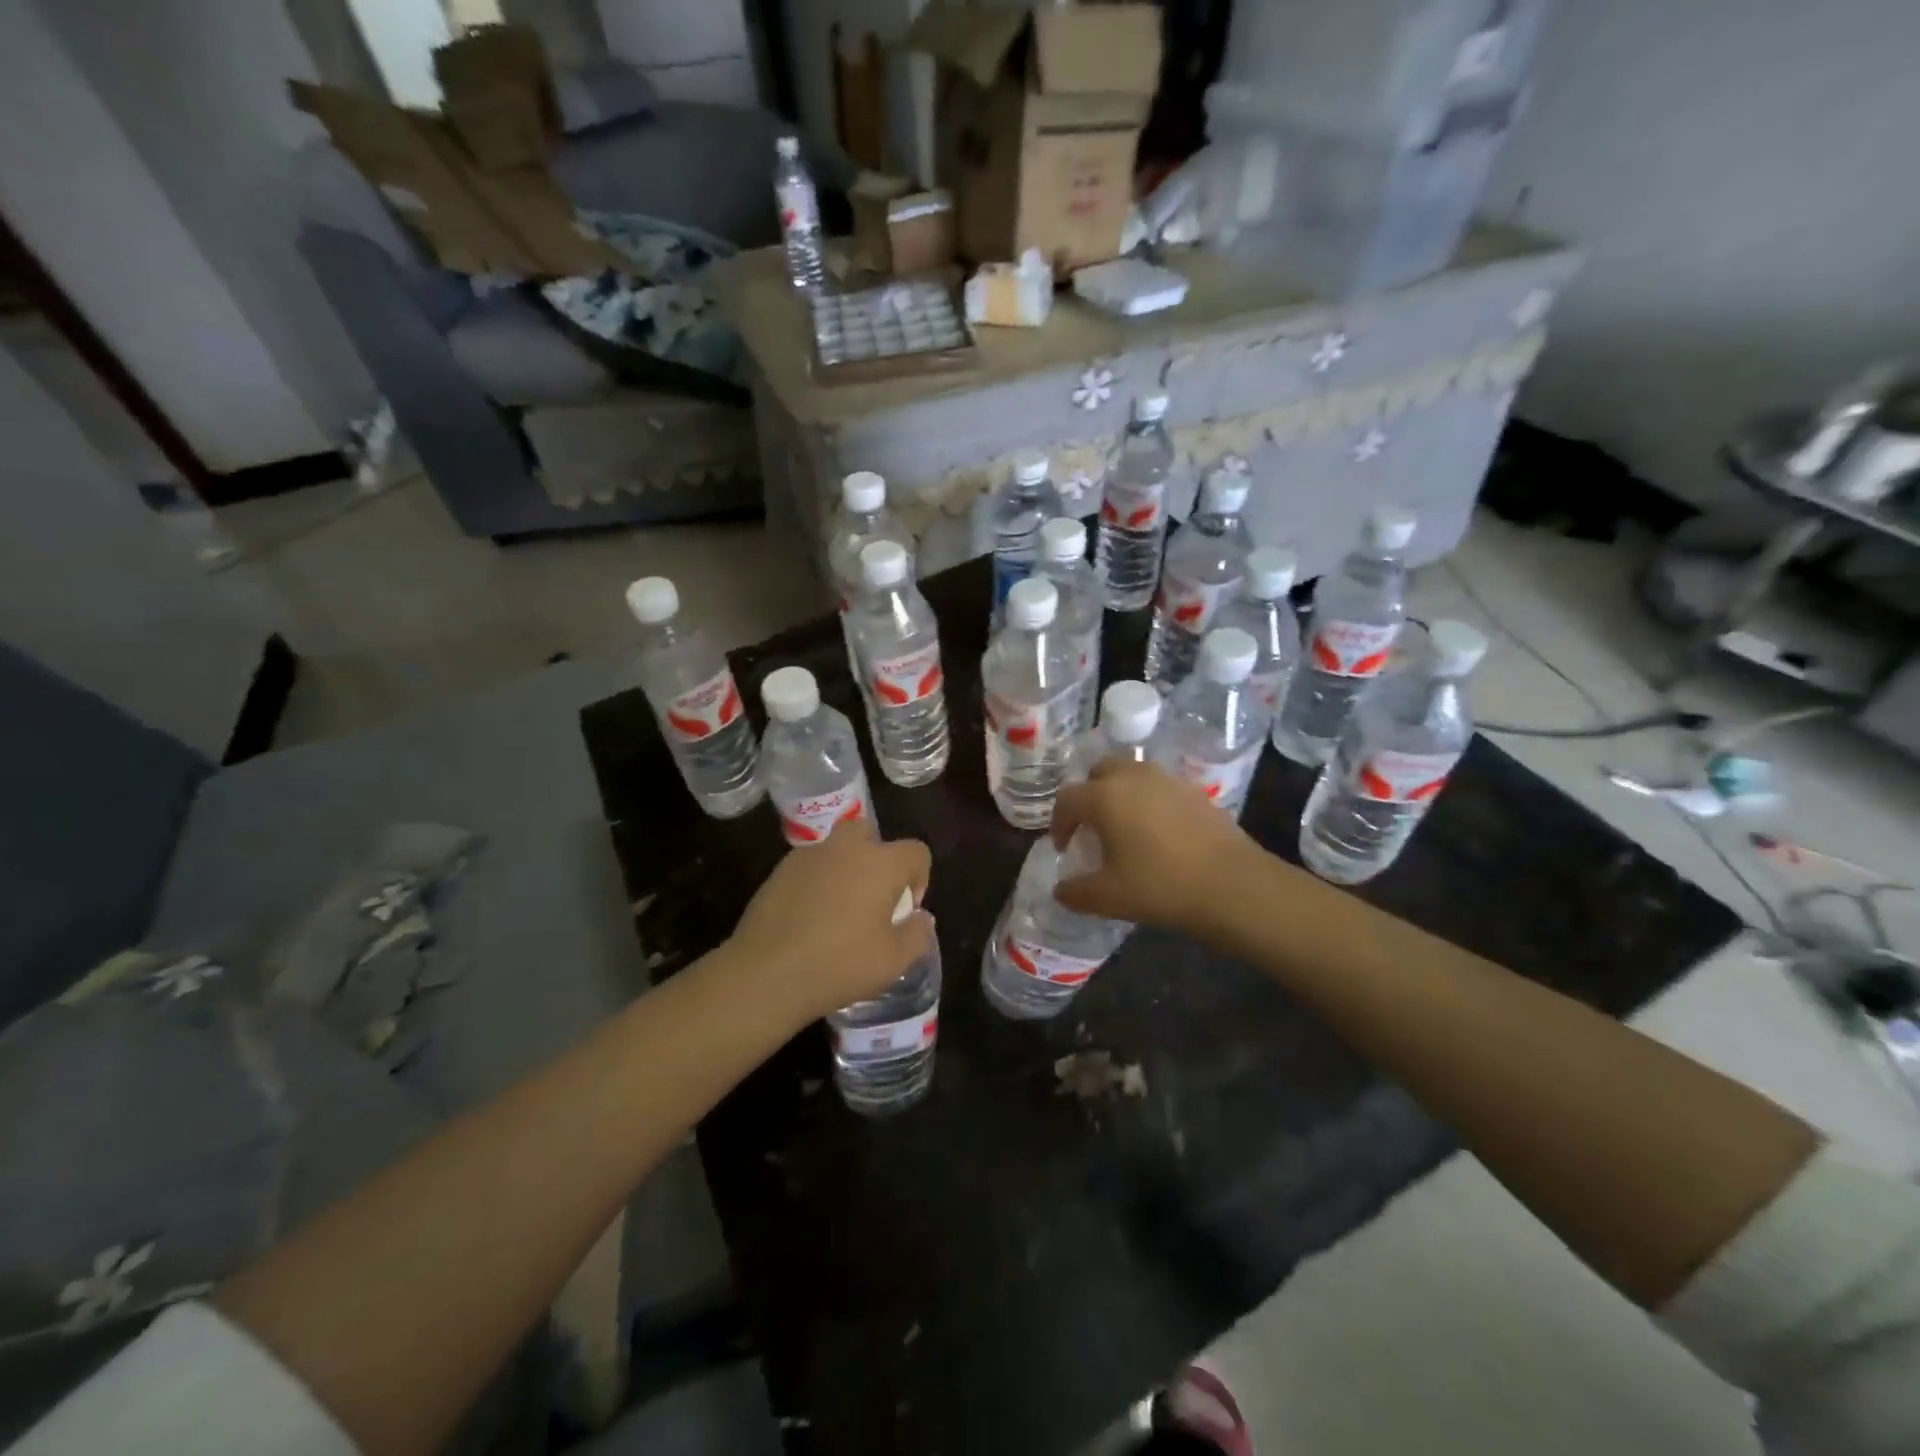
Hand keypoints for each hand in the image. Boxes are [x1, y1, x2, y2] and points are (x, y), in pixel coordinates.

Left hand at [726, 822, 933, 1023]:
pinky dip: (817, 881)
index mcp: (881, 863)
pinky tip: (810, 917)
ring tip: (839, 910)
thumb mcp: (893, 961)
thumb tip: (921, 917)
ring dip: (845, 868)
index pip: (916, 852)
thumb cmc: (840, 965)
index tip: (905, 910)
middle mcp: (846, 848)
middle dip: (877, 857)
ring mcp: (808, 856)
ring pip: (837, 848)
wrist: (766, 974)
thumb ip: (917, 934)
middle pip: (870, 833)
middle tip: (872, 896)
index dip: (919, 878)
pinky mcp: (779, 871)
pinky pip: (810, 866)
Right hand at [1050, 758, 1265, 936]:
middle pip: (1099, 772)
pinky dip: (1149, 800)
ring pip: (1132, 774)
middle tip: (1091, 826)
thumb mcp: (1108, 897)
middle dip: (1088, 795)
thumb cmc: (1160, 886)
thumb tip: (1061, 891)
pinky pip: (1159, 786)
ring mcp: (1167, 780)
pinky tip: (1158, 833)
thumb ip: (1075, 892)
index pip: (1067, 799)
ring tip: (1124, 827)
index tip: (1064, 847)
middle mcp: (1133, 777)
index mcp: (1104, 796)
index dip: (1059, 823)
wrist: (1232, 885)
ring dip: (1120, 794)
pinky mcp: (1195, 790)